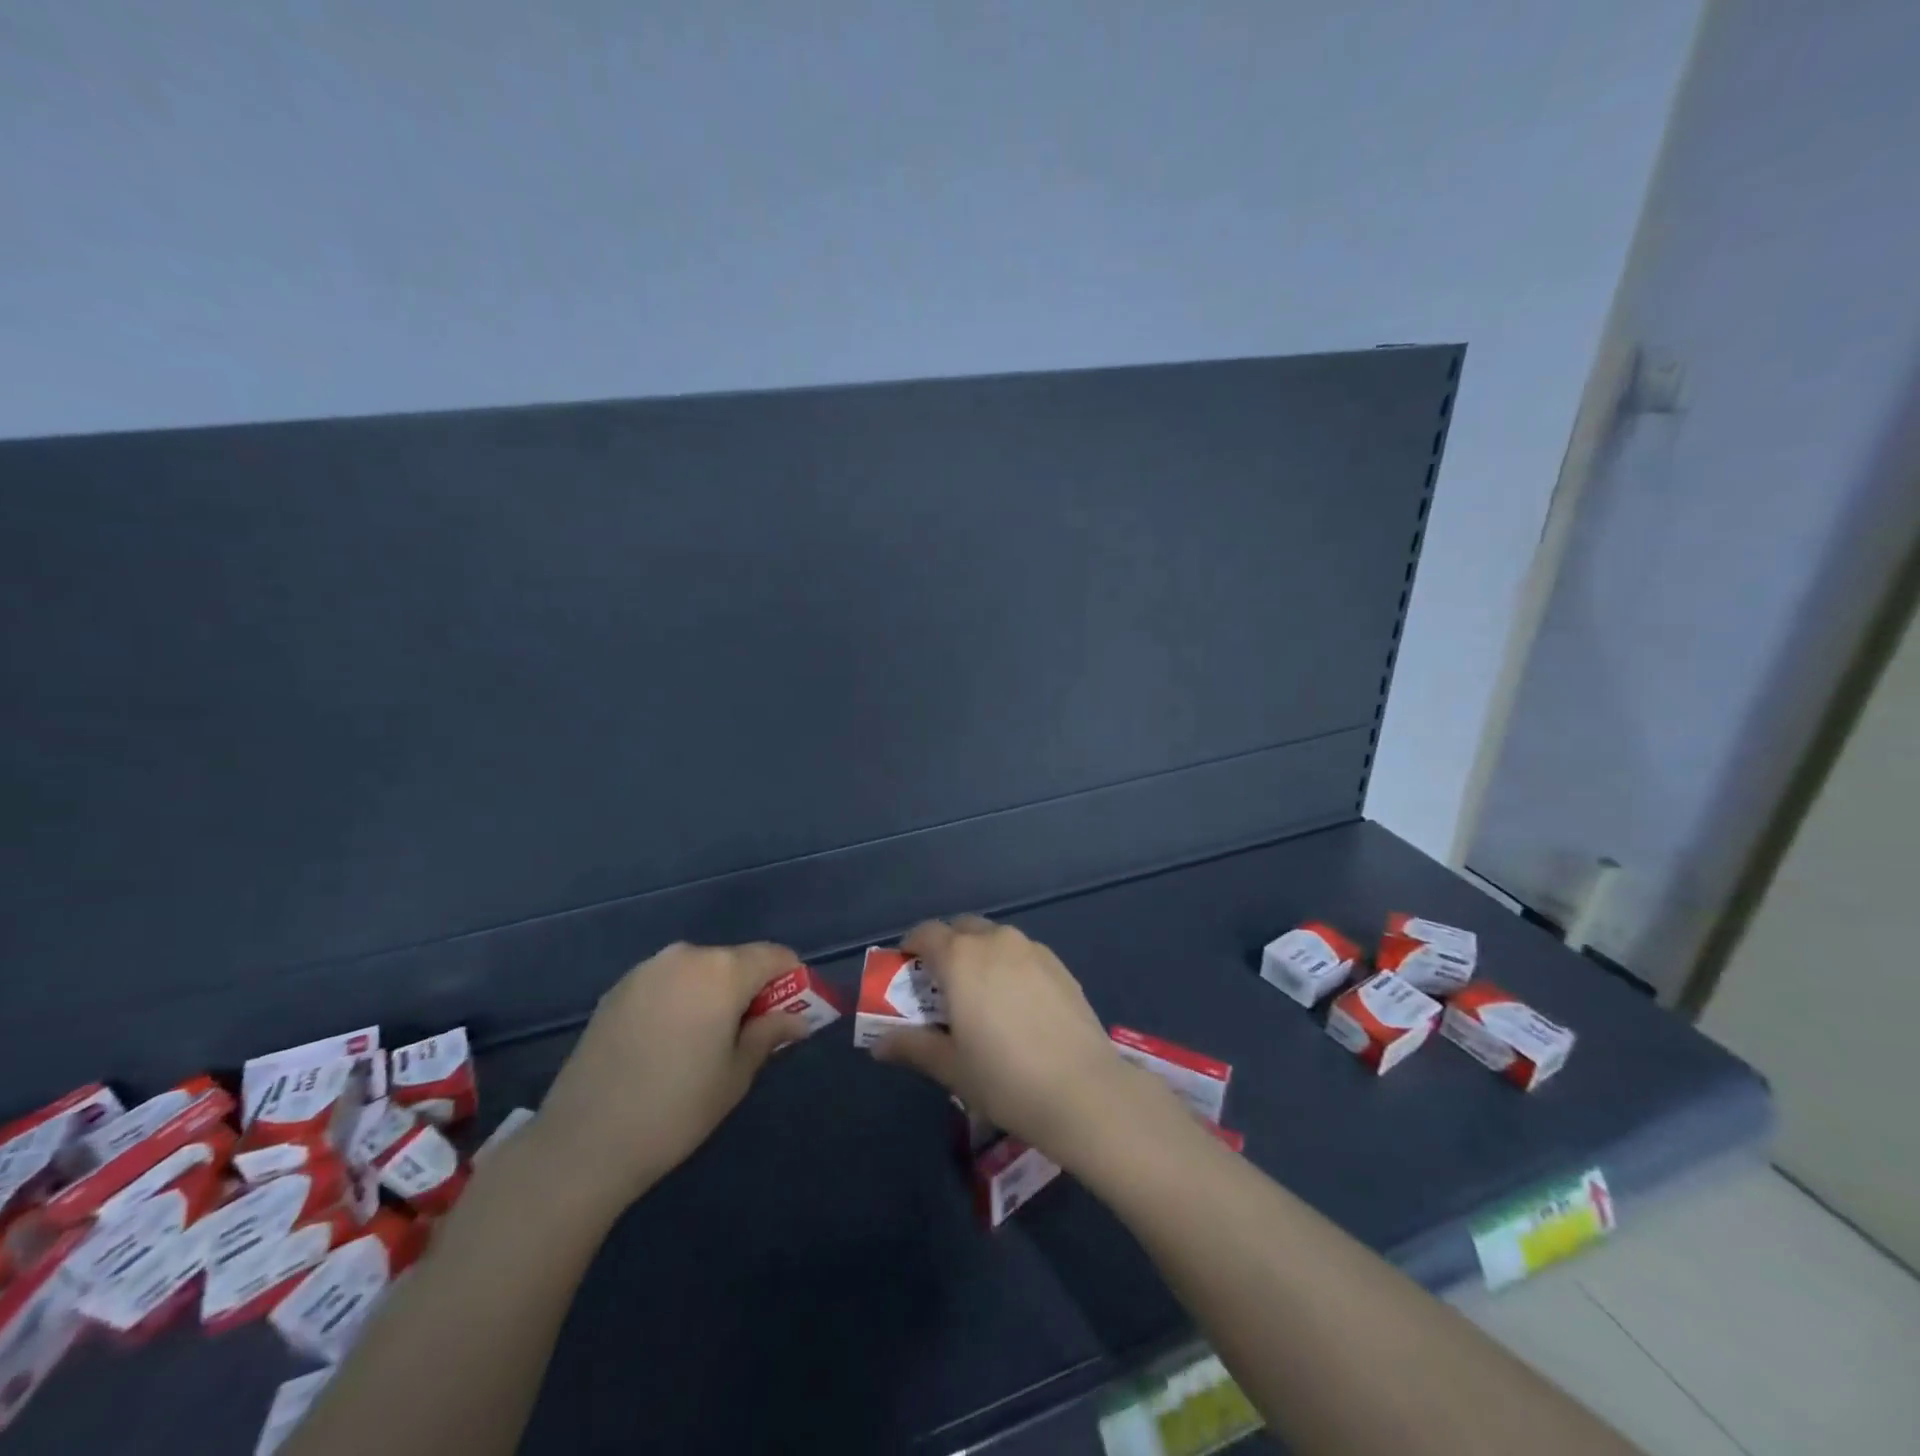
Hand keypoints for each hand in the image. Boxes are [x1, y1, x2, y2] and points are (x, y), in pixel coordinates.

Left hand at [535, 941, 807, 1207]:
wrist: (583, 1142)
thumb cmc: (676, 1108)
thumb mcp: (736, 1074)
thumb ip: (770, 1034)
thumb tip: (799, 1019)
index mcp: (722, 970)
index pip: (775, 956)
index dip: (791, 979)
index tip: (791, 1013)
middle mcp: (685, 956)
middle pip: (735, 961)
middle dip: (750, 988)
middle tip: (748, 1034)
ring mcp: (646, 970)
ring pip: (699, 971)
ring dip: (713, 994)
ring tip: (704, 1042)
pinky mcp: (617, 990)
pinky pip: (666, 983)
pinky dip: (680, 1000)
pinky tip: (668, 1043)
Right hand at [874, 915, 1154, 1157]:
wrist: (1082, 1090)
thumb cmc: (1003, 1078)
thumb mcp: (950, 1067)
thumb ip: (913, 1046)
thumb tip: (879, 1044)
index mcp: (961, 957)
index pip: (926, 933)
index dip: (911, 947)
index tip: (906, 972)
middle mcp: (995, 941)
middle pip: (962, 928)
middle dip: (947, 948)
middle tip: (942, 986)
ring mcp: (1032, 950)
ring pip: (995, 938)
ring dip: (980, 955)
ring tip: (982, 996)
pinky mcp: (1060, 965)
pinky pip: (1023, 954)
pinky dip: (1010, 966)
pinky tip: (1017, 1005)